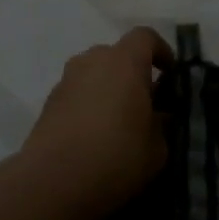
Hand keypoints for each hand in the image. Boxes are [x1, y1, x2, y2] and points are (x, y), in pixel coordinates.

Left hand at [20, 28, 172, 215]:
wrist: (53, 182)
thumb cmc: (116, 157)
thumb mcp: (157, 148)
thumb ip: (160, 124)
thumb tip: (156, 117)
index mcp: (124, 62)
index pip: (145, 37)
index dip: (161, 51)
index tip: (170, 74)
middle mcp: (91, 62)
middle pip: (116, 55)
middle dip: (133, 73)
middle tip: (145, 103)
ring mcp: (65, 81)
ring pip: (94, 74)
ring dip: (108, 89)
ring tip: (119, 122)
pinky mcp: (48, 104)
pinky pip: (77, 94)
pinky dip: (89, 105)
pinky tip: (95, 136)